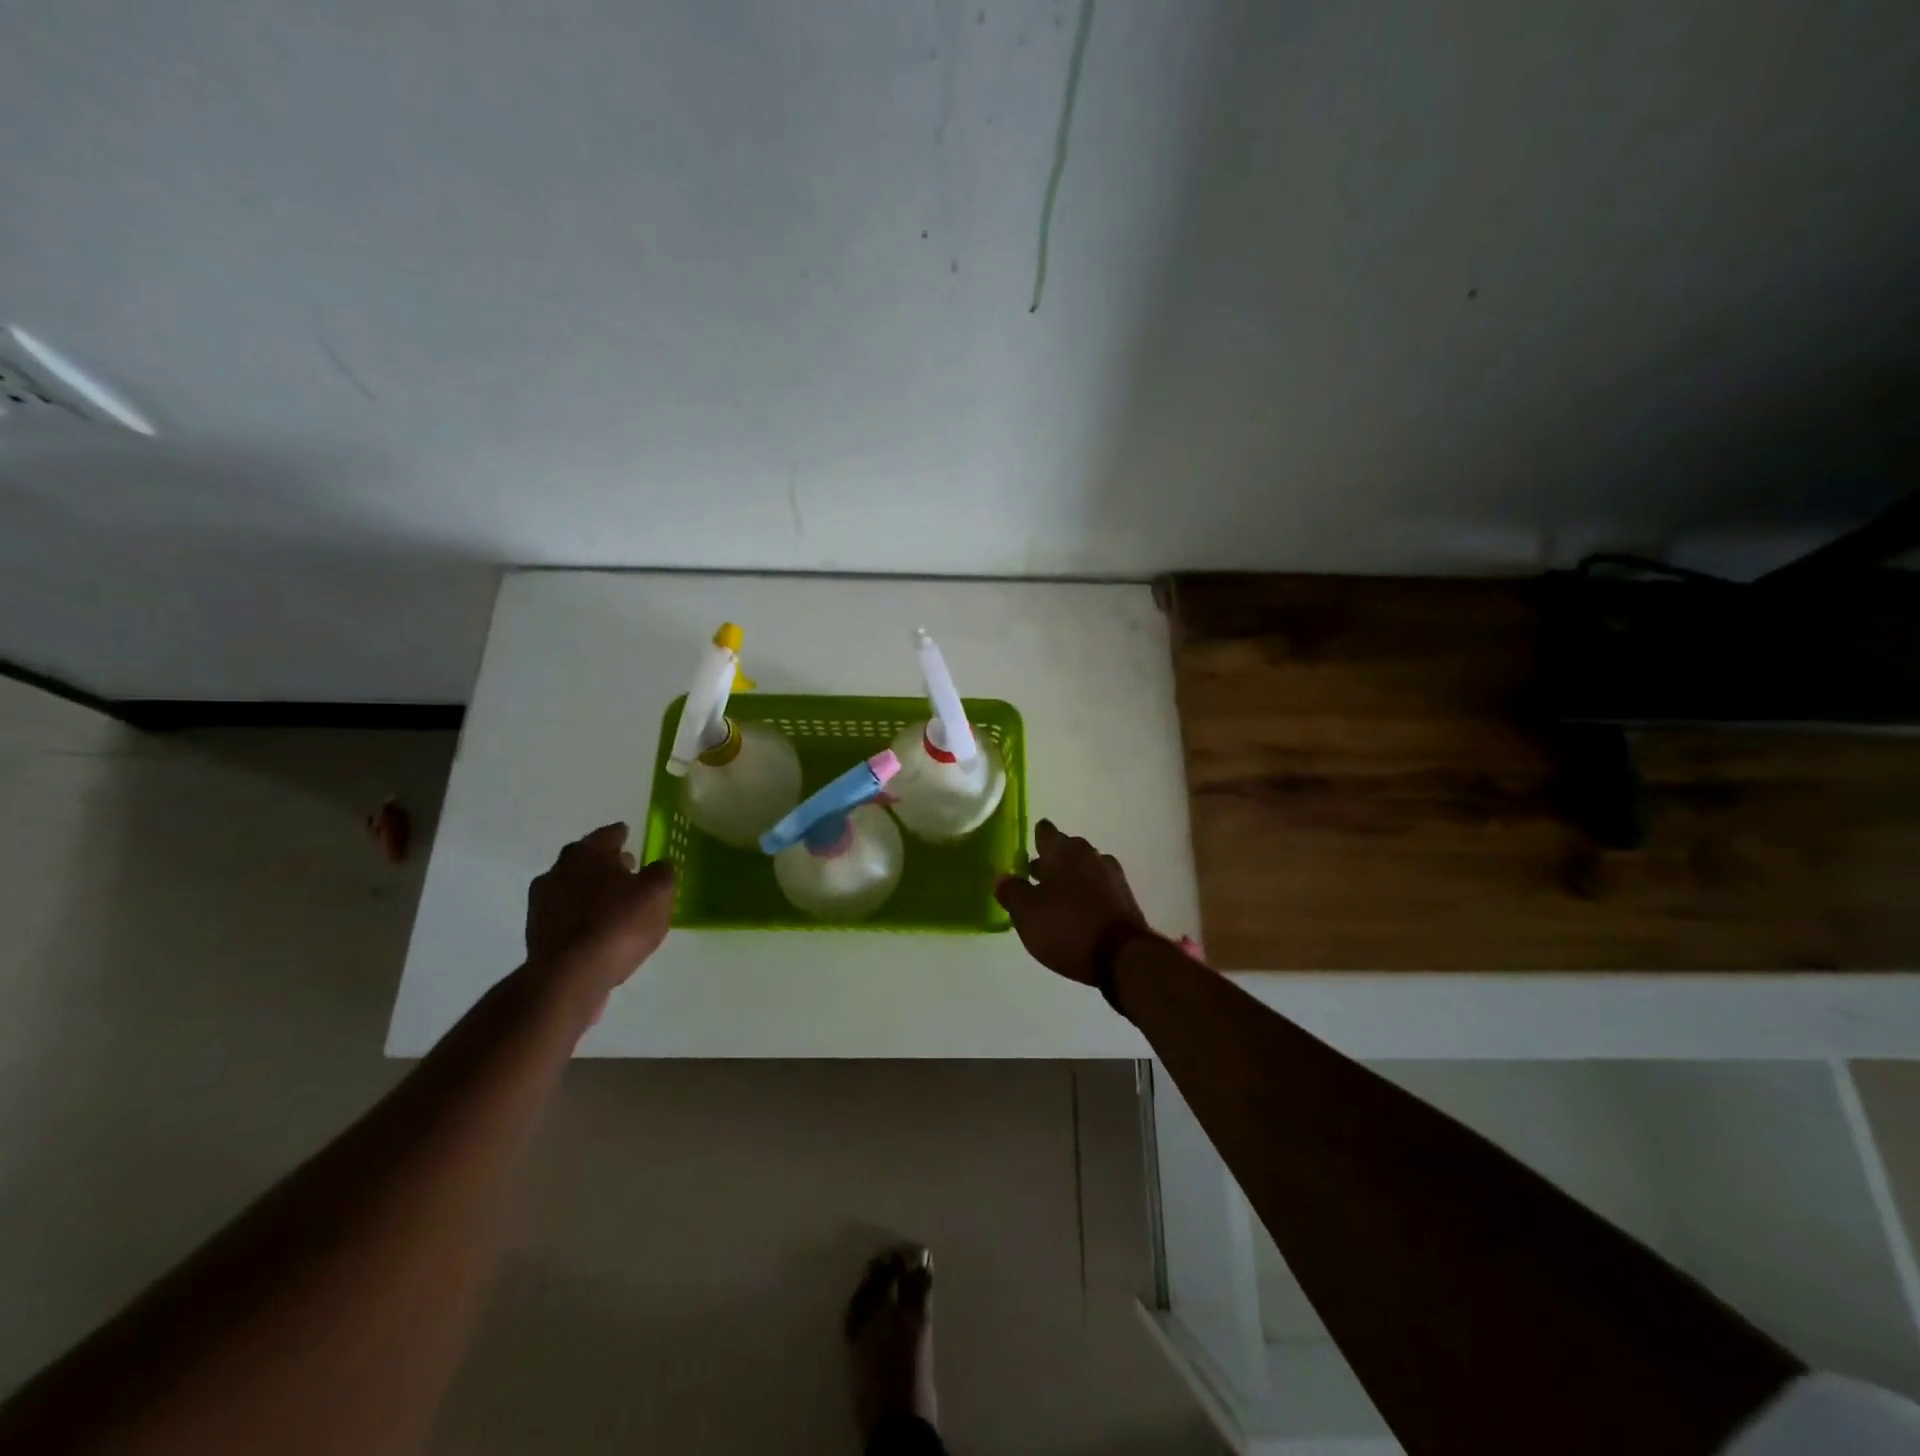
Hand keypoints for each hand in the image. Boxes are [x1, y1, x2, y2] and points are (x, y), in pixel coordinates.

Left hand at [526, 823, 674, 992]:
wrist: (570, 976)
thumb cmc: (619, 924)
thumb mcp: (658, 893)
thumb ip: (661, 873)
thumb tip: (656, 868)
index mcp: (588, 854)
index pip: (607, 835)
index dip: (620, 834)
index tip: (626, 834)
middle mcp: (559, 870)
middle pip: (584, 859)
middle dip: (603, 862)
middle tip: (624, 868)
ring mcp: (542, 902)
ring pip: (571, 886)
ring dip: (589, 889)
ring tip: (612, 902)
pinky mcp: (536, 932)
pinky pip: (565, 914)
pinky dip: (579, 915)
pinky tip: (595, 927)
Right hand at [993, 820, 1147, 983]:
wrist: (1122, 956)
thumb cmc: (1066, 926)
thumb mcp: (1026, 913)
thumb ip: (1011, 891)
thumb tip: (1002, 878)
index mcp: (1063, 850)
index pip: (1045, 831)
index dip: (1034, 838)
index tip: (1026, 849)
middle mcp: (1089, 854)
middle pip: (1066, 849)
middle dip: (1051, 861)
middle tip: (1035, 878)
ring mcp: (1112, 874)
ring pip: (1084, 868)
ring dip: (1071, 878)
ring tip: (1056, 900)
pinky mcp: (1126, 897)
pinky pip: (1100, 887)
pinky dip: (1088, 894)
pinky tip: (1080, 913)